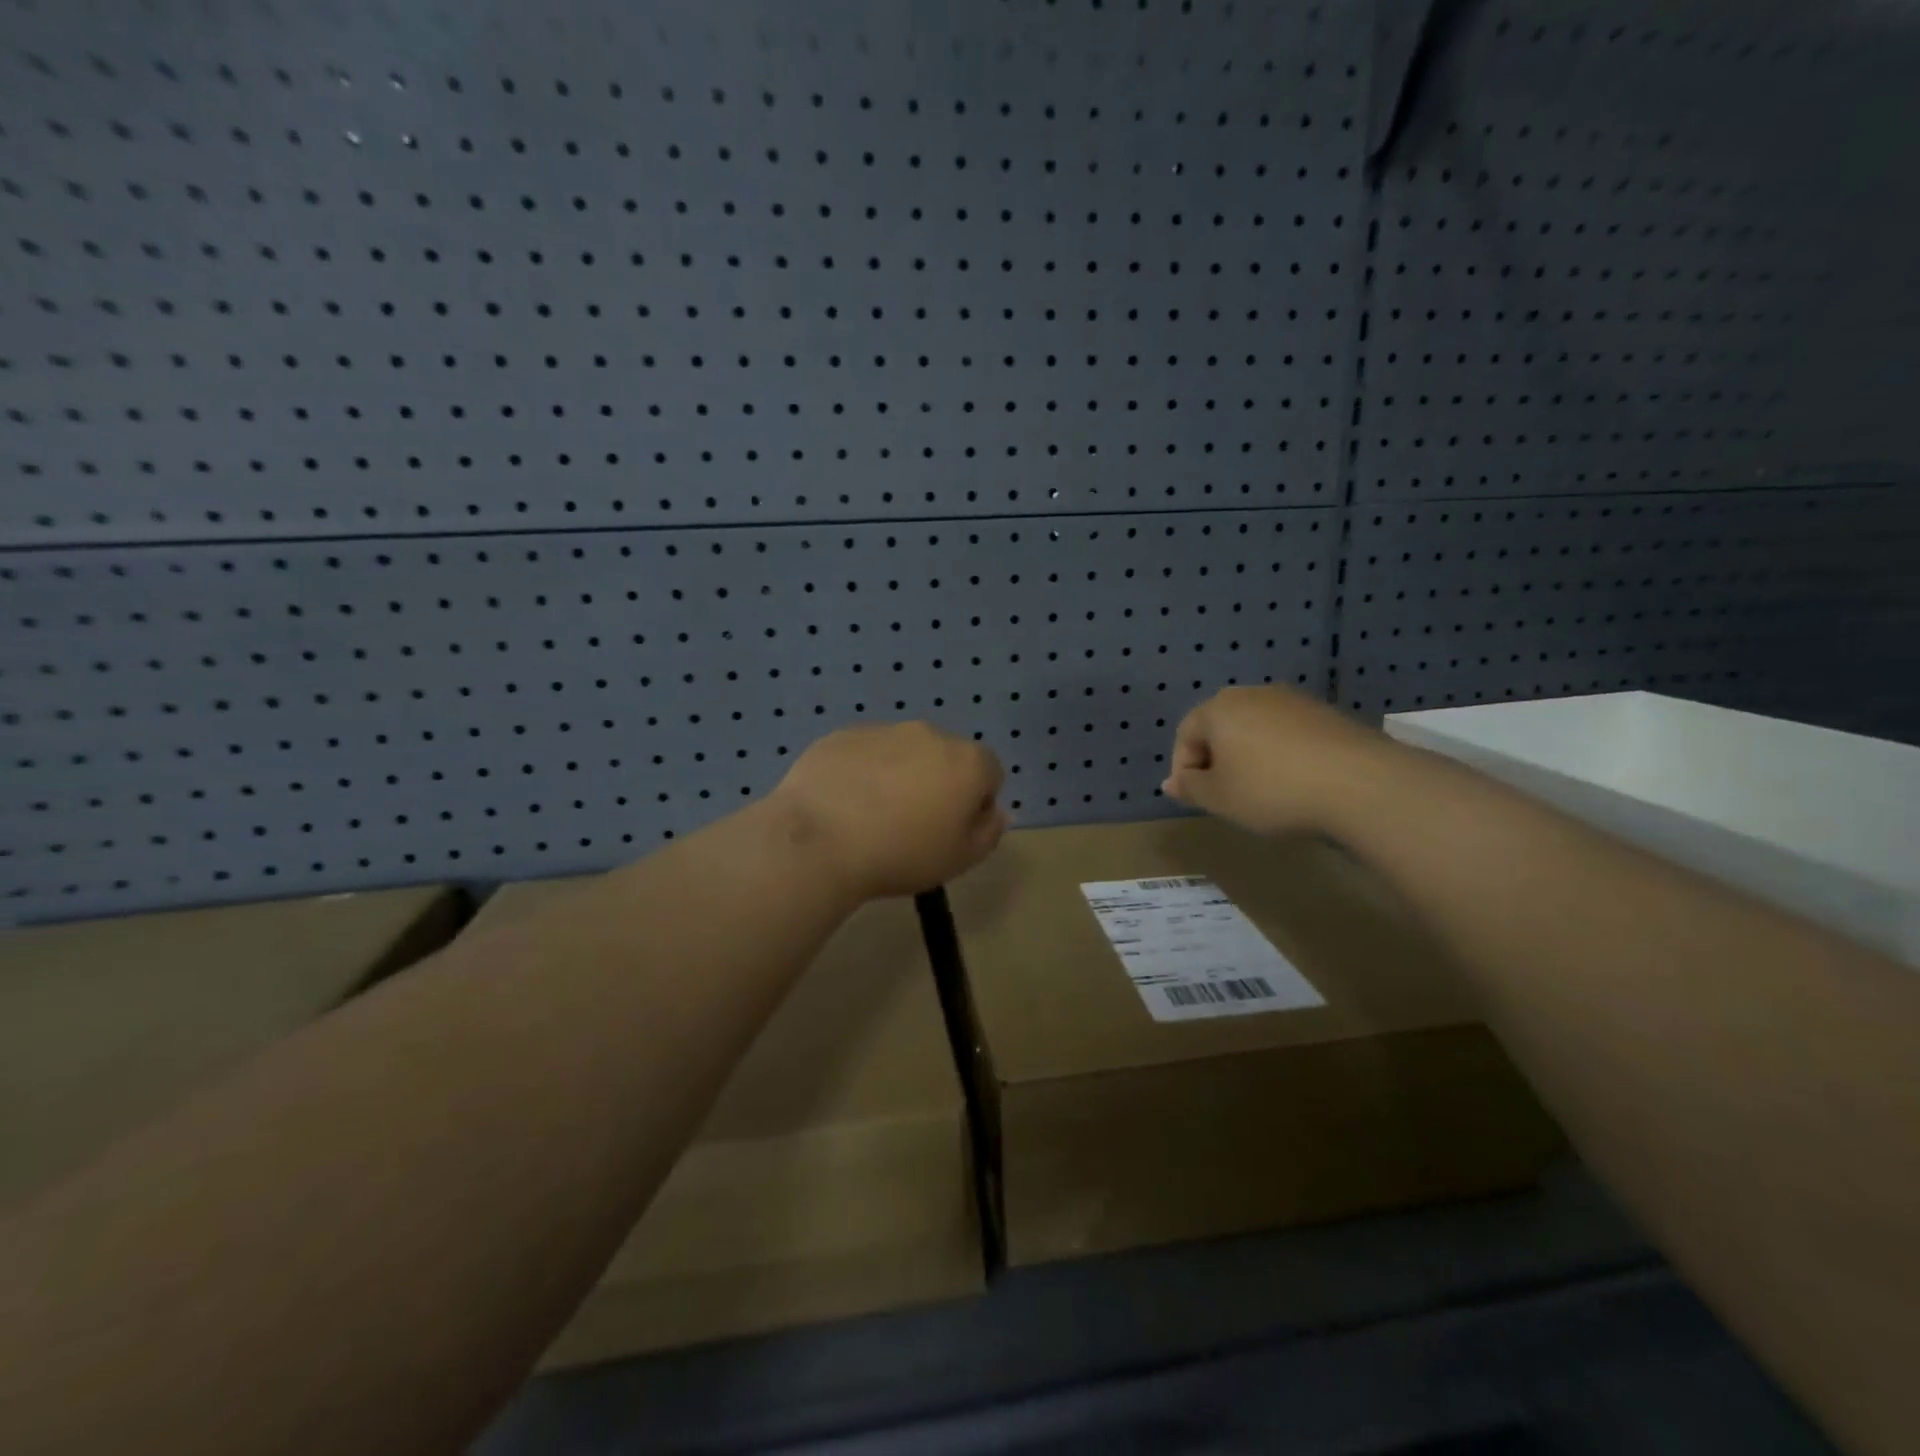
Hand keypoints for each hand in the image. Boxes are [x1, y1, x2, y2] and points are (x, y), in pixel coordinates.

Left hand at [770, 722, 1008, 899]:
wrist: (820, 840)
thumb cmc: (902, 854)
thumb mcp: (961, 859)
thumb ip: (989, 831)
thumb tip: (994, 811)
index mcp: (967, 761)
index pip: (990, 773)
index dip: (977, 803)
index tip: (951, 831)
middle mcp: (930, 733)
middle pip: (946, 757)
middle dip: (938, 783)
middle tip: (913, 823)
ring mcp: (884, 729)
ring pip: (904, 751)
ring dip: (899, 775)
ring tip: (872, 815)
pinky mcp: (843, 734)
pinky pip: (864, 753)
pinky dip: (862, 771)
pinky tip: (843, 804)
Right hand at [1162, 686, 1383, 835]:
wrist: (1360, 783)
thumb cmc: (1272, 790)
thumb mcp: (1220, 798)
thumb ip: (1190, 788)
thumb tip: (1170, 783)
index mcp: (1218, 708)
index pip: (1185, 734)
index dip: (1183, 768)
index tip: (1196, 798)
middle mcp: (1252, 694)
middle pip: (1220, 726)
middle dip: (1216, 759)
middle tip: (1224, 794)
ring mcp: (1293, 700)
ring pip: (1255, 729)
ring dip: (1249, 756)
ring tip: (1261, 791)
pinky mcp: (1326, 713)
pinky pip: (1288, 733)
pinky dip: (1282, 754)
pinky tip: (1295, 782)